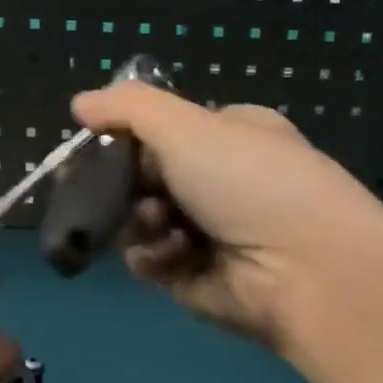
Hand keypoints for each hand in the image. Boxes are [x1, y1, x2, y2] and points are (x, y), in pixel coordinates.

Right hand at [71, 82, 382, 349]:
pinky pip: (153, 262)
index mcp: (232, 136)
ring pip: (144, 221)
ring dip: (140, 222)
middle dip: (130, 185)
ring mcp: (211, 234)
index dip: (132, 137)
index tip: (102, 144)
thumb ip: (128, 108)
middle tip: (124, 190)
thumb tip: (79, 103)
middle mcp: (223, 183)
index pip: (167, 131)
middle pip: (149, 178)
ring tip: (158, 226)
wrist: (303, 269)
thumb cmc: (248, 180)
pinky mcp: (198, 279)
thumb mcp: (186, 125)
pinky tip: (165, 257)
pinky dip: (151, 258)